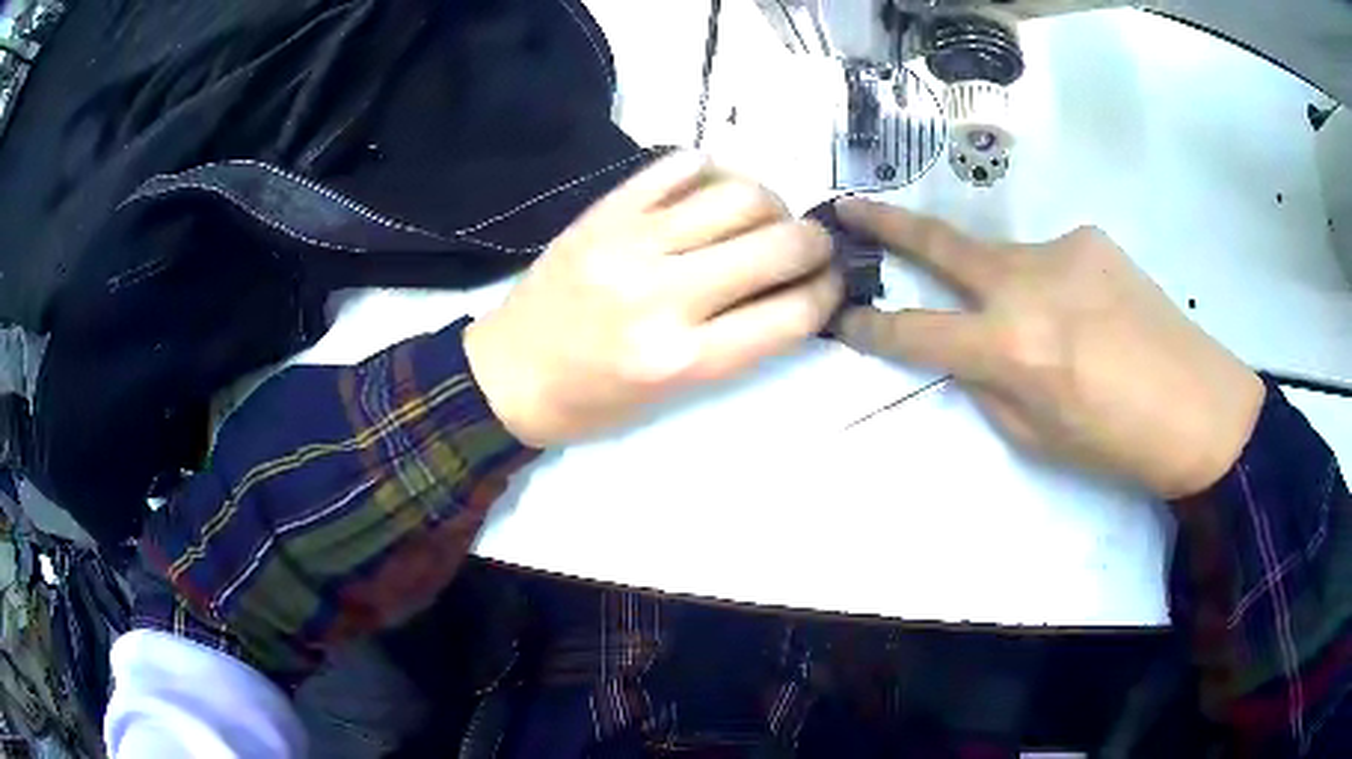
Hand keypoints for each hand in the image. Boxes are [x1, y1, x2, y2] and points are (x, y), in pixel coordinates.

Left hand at [465, 152, 841, 447]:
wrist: (506, 375)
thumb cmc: (591, 402)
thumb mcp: (672, 395)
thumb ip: (738, 343)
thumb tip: (794, 289)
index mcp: (681, 359)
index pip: (791, 313)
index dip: (828, 293)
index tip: (832, 283)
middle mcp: (663, 295)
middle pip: (778, 244)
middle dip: (815, 243)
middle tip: (812, 246)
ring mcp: (631, 242)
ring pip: (739, 193)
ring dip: (772, 202)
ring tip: (764, 217)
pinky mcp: (605, 211)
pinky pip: (680, 165)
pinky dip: (714, 170)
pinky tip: (716, 189)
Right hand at [834, 197, 1263, 498]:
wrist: (1200, 406)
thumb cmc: (1117, 442)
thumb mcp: (1038, 437)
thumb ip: (990, 386)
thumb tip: (967, 353)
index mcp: (1011, 347)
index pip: (917, 331)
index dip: (872, 327)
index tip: (842, 317)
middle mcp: (1026, 283)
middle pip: (941, 245)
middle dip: (888, 225)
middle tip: (849, 206)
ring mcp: (1061, 249)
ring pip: (1005, 259)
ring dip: (1003, 286)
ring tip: (1051, 329)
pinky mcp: (1091, 238)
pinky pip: (1051, 260)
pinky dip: (1053, 286)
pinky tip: (1090, 315)